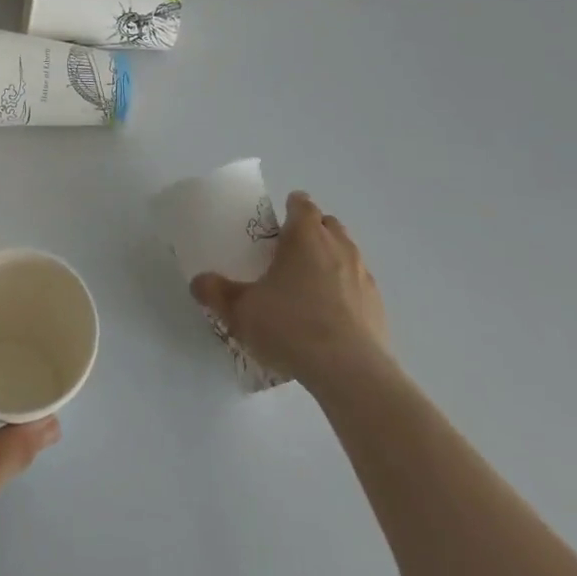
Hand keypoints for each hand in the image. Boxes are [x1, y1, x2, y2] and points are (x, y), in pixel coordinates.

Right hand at [191, 191, 388, 386]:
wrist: (351, 372)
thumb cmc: (291, 326)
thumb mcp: (241, 311)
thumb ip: (216, 293)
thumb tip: (198, 282)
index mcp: (305, 235)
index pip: (301, 203)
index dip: (290, 209)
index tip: (277, 226)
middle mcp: (338, 246)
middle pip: (327, 224)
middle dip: (312, 232)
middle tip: (290, 255)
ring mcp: (363, 275)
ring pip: (347, 253)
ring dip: (331, 261)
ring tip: (310, 288)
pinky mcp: (378, 306)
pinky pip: (359, 286)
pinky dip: (346, 292)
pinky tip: (331, 319)